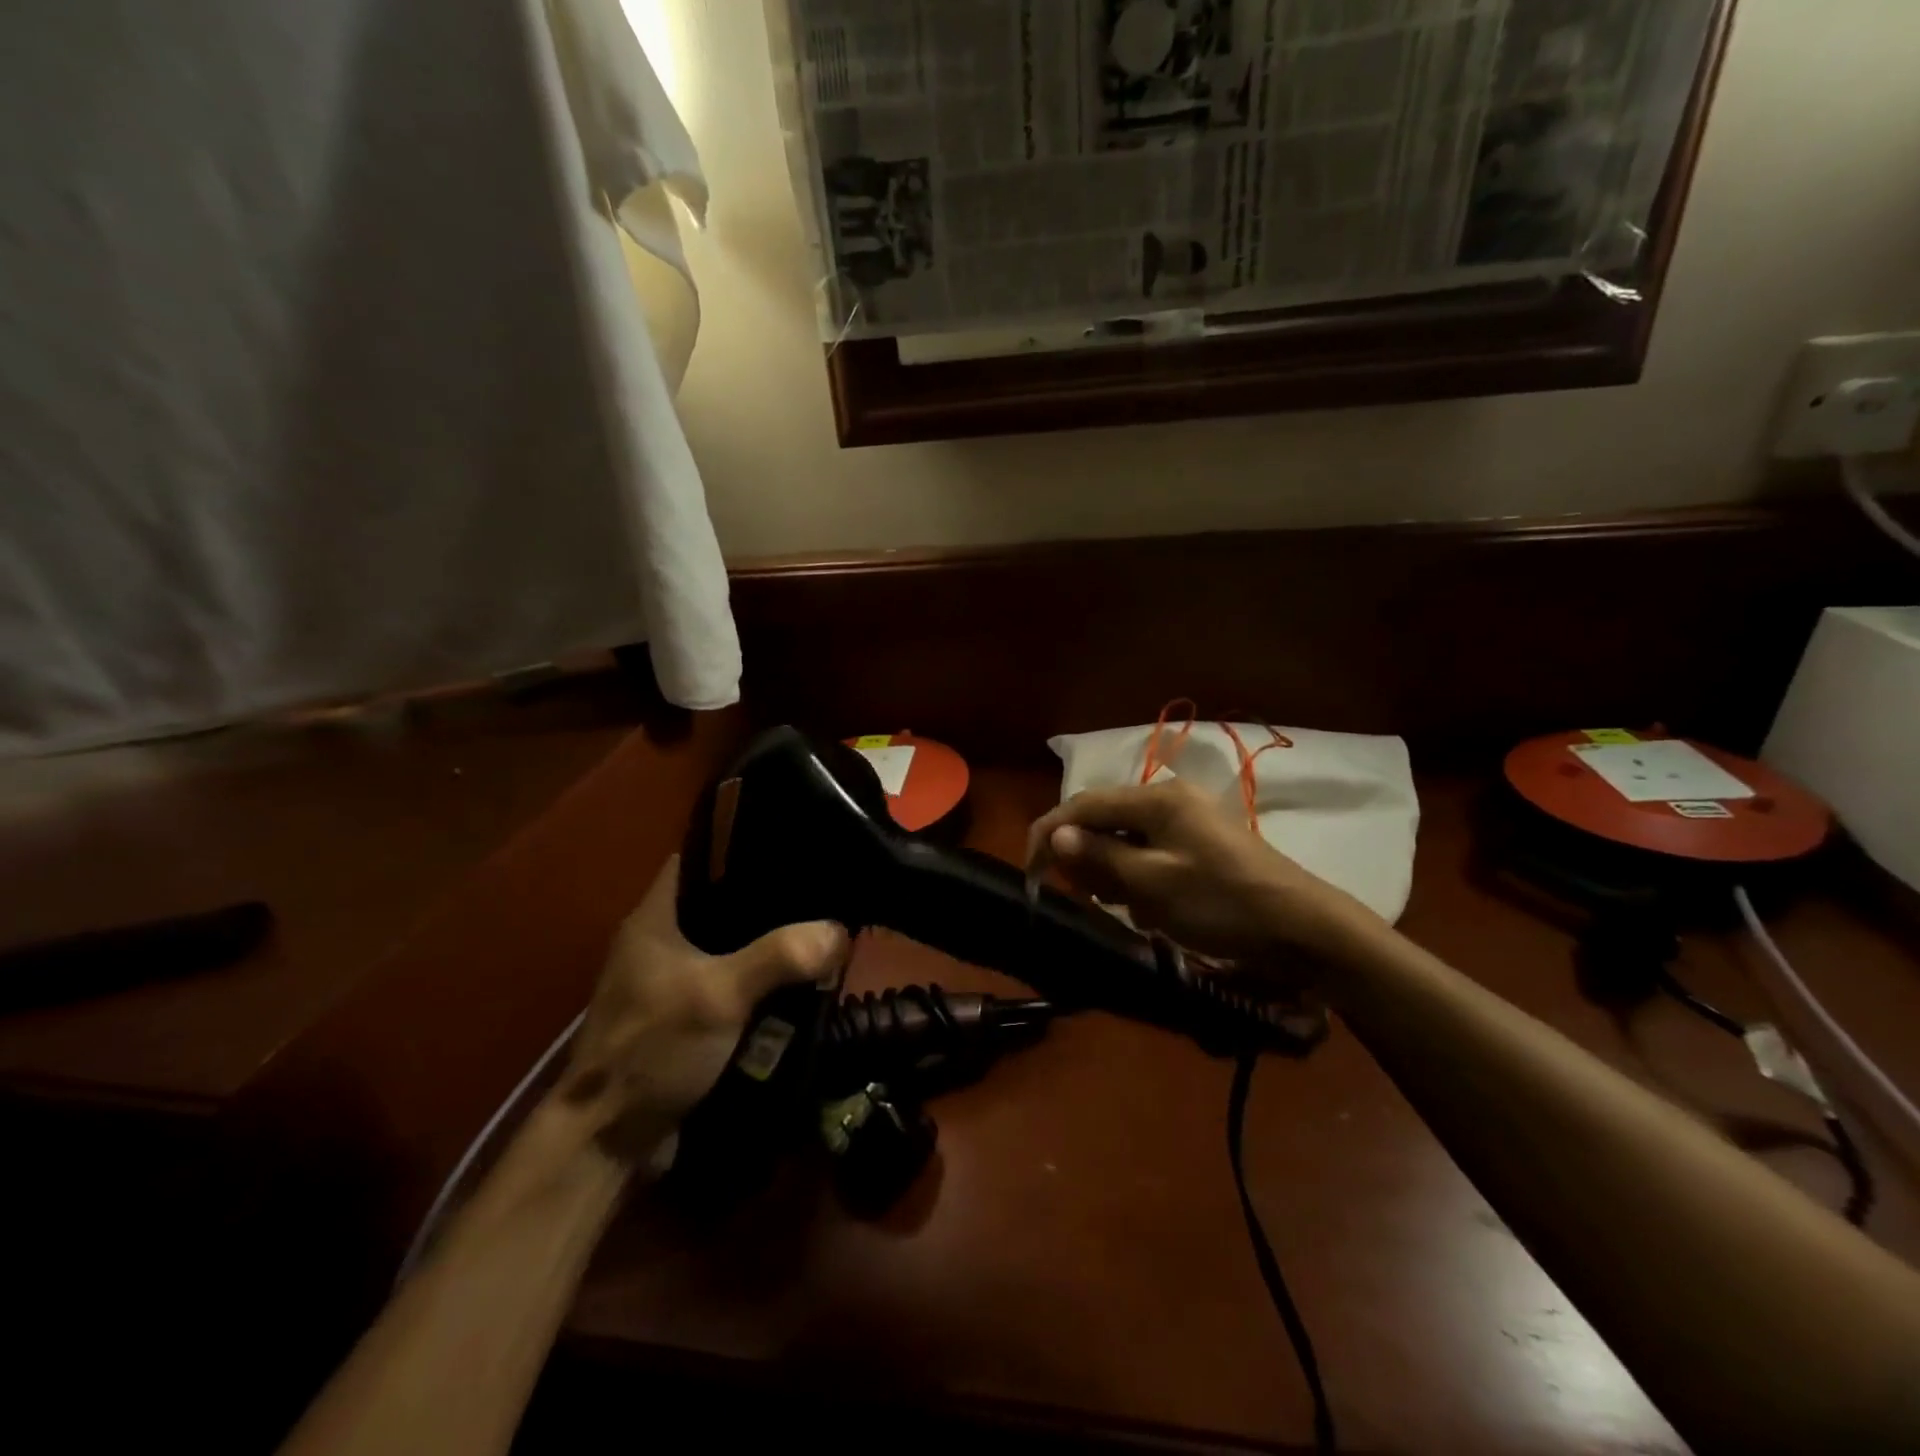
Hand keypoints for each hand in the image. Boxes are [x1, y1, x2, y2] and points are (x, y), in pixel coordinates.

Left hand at [558, 856, 848, 1158]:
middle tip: (820, 893)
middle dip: (769, 902)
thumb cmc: (653, 1048)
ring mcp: (669, 982)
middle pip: (722, 903)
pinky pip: (731, 985)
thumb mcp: (720, 995)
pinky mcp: (683, 1018)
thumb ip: (780, 957)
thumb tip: (839, 930)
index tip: (792, 844)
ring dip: (768, 947)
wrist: (608, 1141)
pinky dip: (759, 984)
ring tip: (818, 932)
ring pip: (730, 947)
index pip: (698, 857)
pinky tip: (796, 984)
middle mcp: (660, 941)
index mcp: (655, 918)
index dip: (741, 844)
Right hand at [1026, 777, 1375, 965]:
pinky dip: (1141, 881)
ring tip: (1125, 909)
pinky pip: (1152, 856)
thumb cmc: (1222, 903)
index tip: (1031, 873)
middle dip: (1087, 858)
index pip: (1084, 805)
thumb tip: (1055, 835)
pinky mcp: (1202, 846)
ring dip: (1115, 874)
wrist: (1304, 930)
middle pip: (1104, 821)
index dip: (1050, 834)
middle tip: (1085, 898)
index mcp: (1157, 799)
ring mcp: (1189, 822)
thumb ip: (1100, 856)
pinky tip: (1154, 911)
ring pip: (1126, 841)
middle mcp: (1170, 800)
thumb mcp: (1152, 884)